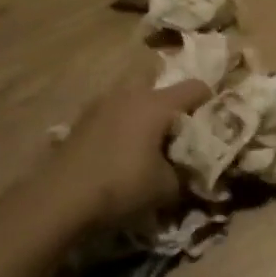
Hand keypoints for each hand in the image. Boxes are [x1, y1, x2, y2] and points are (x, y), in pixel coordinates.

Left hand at [53, 70, 211, 224]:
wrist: (60, 200)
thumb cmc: (122, 186)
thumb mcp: (167, 187)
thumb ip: (185, 173)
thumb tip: (191, 170)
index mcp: (157, 103)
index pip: (196, 87)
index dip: (211, 100)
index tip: (215, 120)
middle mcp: (130, 93)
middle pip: (158, 77)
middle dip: (171, 96)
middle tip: (178, 123)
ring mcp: (101, 103)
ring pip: (131, 93)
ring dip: (142, 107)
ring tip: (148, 136)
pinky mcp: (81, 120)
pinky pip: (111, 110)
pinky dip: (121, 121)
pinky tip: (120, 147)